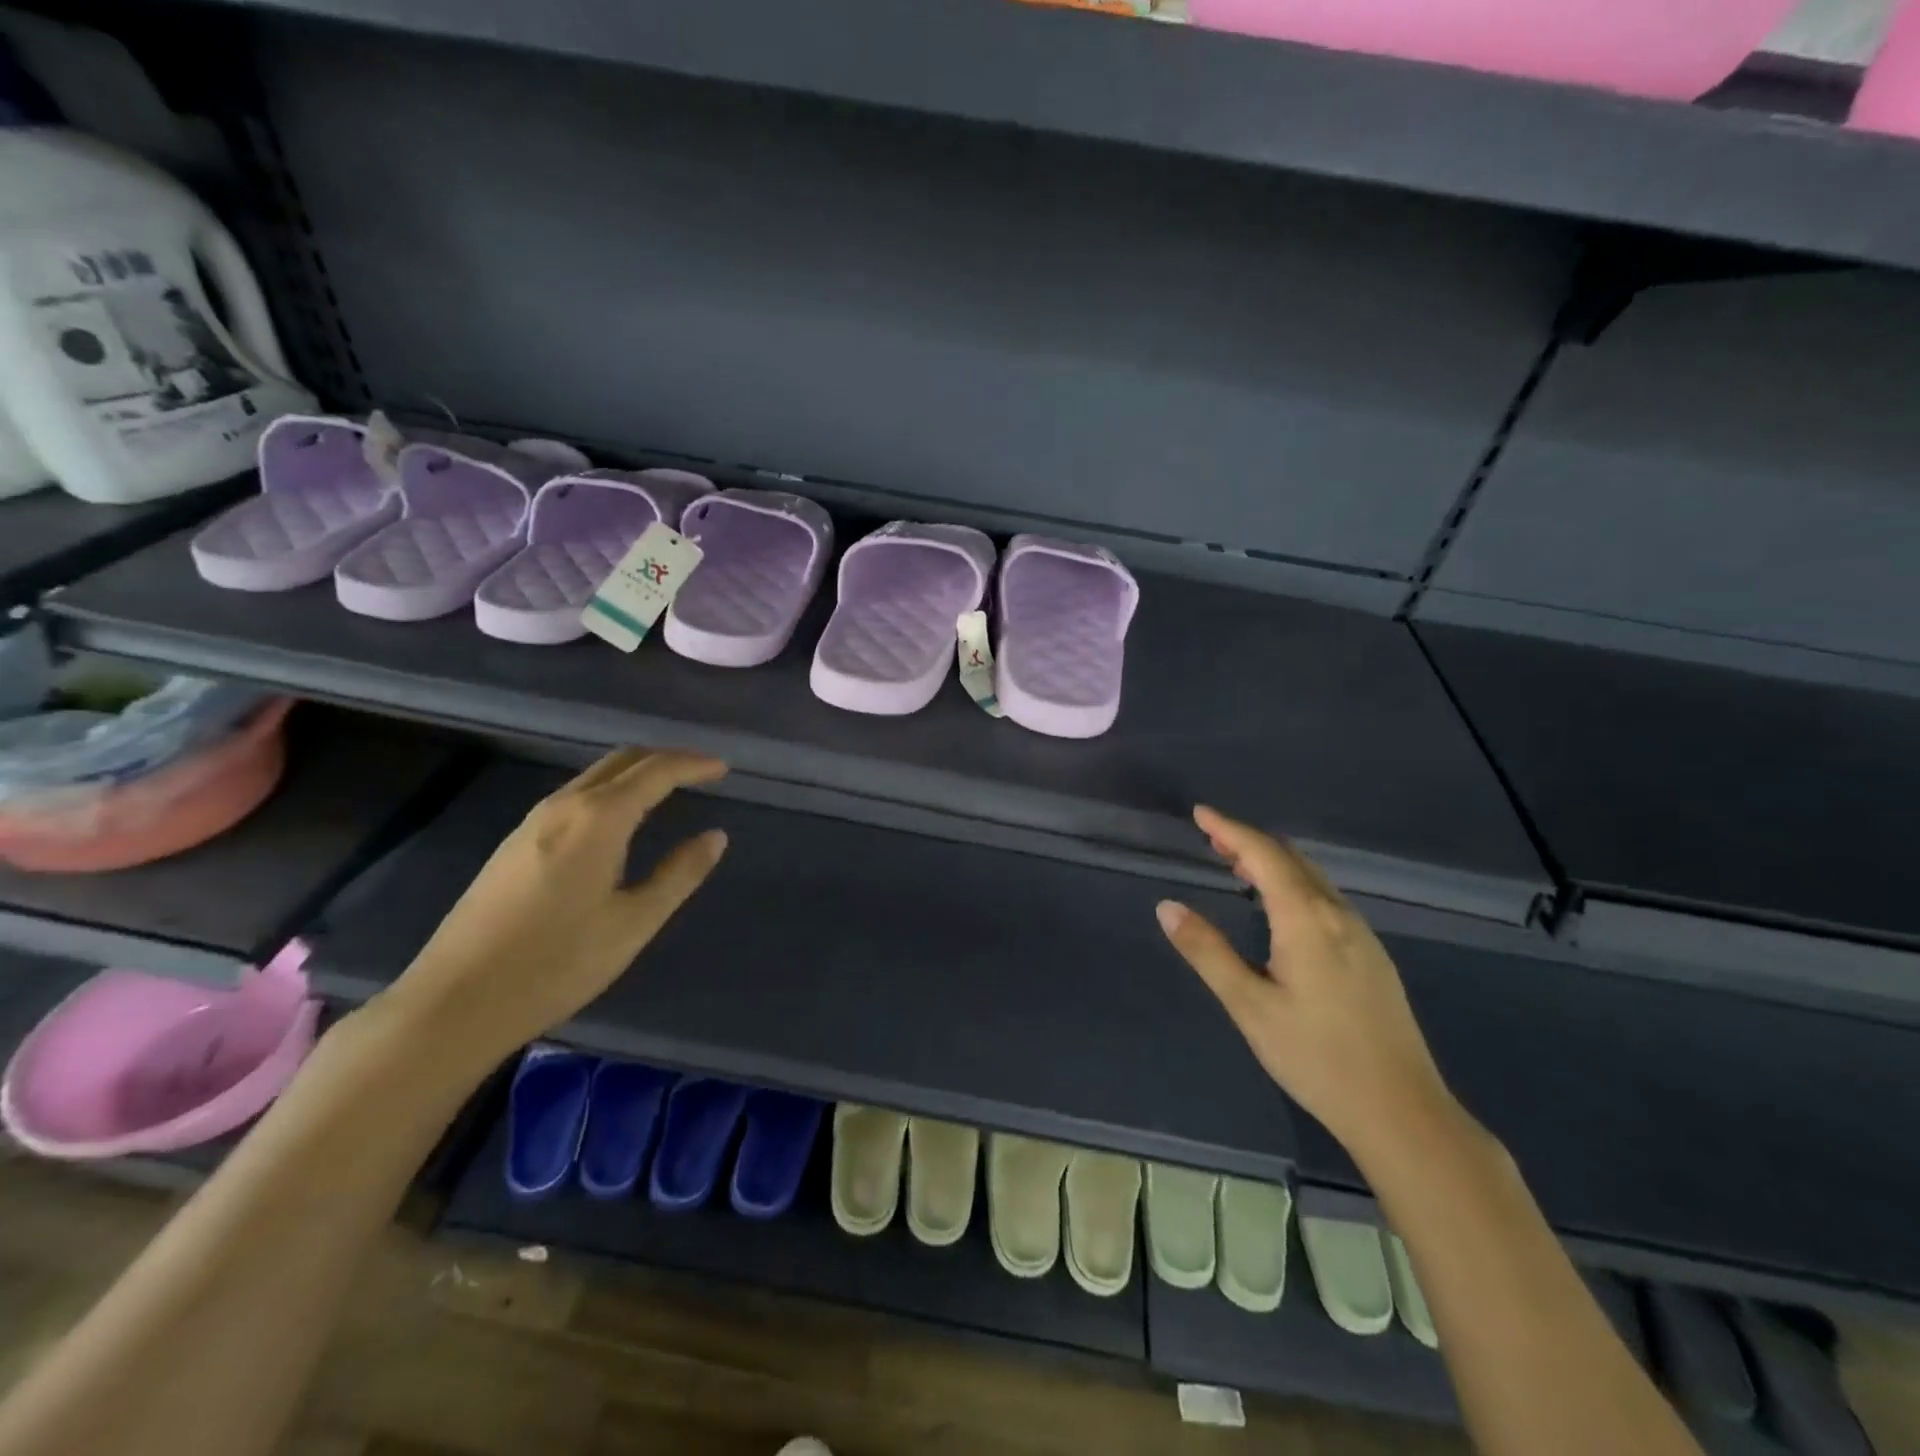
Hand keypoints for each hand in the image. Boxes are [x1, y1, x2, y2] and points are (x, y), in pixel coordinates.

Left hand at [371, 748, 728, 1075]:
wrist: (454, 1003)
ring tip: (669, 791)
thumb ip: (679, 874)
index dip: (693, 765)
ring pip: (594, 776)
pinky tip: (620, 820)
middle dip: (666, 759)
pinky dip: (610, 791)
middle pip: (622, 761)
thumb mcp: (634, 923)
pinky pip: (574, 796)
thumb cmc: (557, 963)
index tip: (724, 769)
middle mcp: (563, 806)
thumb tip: (715, 836)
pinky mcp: (514, 844)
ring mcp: (532, 823)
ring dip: (636, 773)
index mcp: (598, 819)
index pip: (656, 772)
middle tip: (701, 772)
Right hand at [1156, 806, 1457, 1164]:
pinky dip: (1293, 884)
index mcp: (1306, 919)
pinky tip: (1279, 908)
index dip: (1229, 829)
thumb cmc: (1316, 1057)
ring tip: (1236, 866)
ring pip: (1312, 878)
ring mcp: (1361, 934)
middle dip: (1249, 841)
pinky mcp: (1372, 955)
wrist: (1402, 1111)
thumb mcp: (1249, 1005)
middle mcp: (1338, 914)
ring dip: (1272, 863)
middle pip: (1291, 859)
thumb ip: (1206, 951)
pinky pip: (1325, 899)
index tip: (1200, 813)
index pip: (1264, 855)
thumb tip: (1167, 906)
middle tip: (1211, 838)